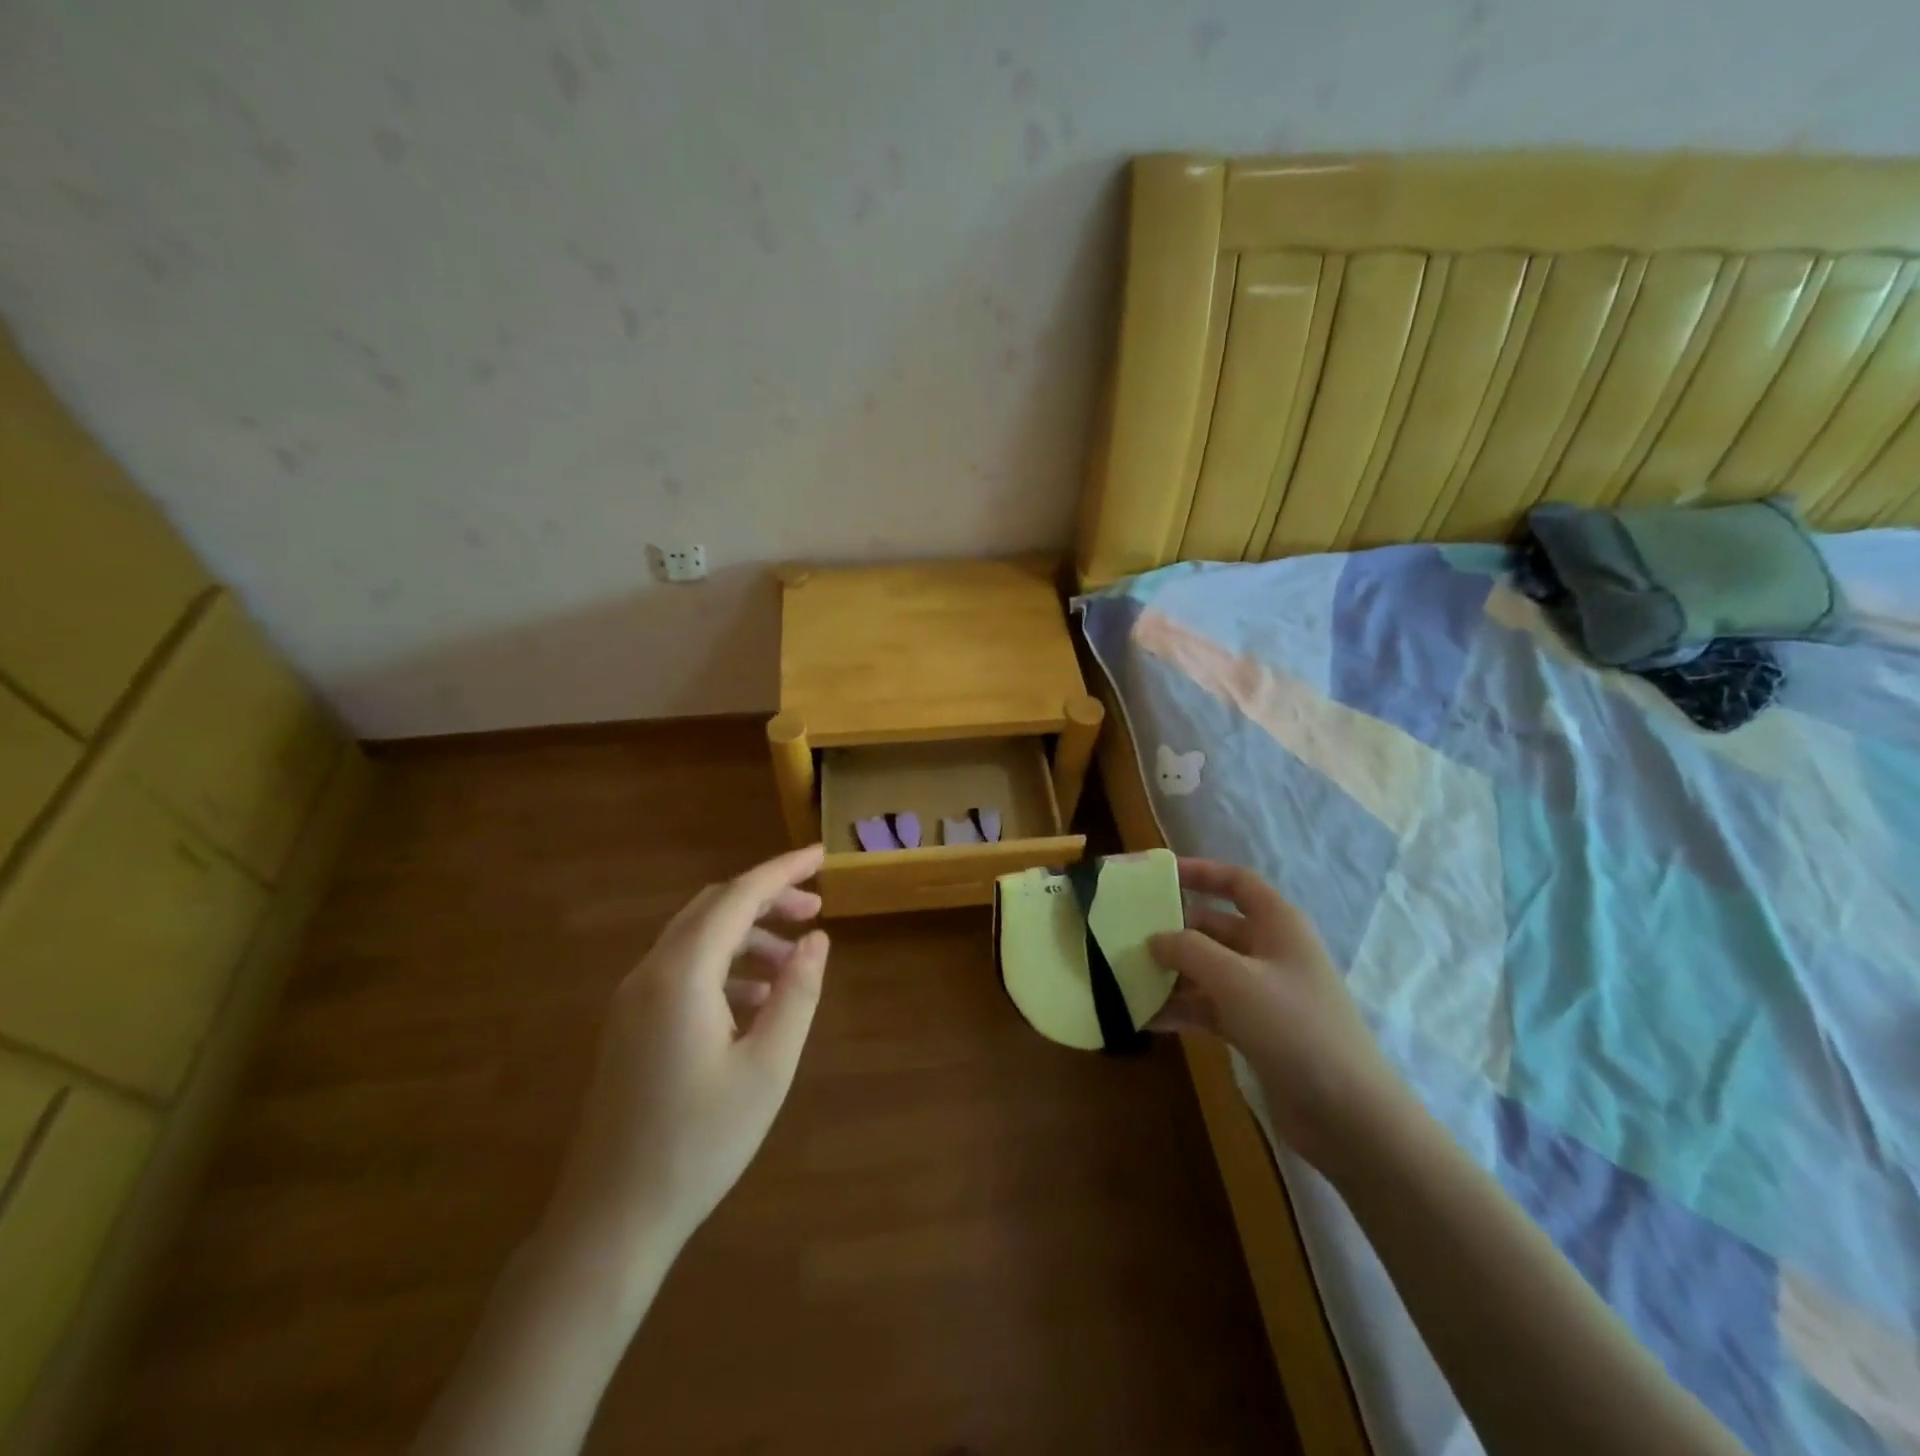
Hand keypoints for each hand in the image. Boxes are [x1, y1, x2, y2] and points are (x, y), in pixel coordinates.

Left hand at [547, 844, 829, 1253]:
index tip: (822, 855)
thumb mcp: (767, 1067)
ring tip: (794, 961)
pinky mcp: (630, 1024)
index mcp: (682, 975)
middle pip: (713, 908)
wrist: (612, 1218)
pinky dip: (724, 966)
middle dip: (767, 899)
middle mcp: (650, 972)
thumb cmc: (700, 1142)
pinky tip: (756, 1000)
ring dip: (747, 935)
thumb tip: (818, 939)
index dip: (783, 870)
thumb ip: (797, 994)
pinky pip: (682, 970)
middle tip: (817, 909)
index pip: (738, 897)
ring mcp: (632, 999)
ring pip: (696, 938)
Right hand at [1149, 859, 1407, 1172]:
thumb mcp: (1235, 979)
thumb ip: (1188, 950)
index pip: (1237, 882)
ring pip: (1207, 969)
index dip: (1200, 872)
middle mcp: (1270, 951)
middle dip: (1173, 930)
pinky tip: (1144, 1018)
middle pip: (1214, 927)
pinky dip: (1181, 1009)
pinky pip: (1209, 1007)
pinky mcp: (1255, 1029)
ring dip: (1171, 973)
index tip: (1158, 875)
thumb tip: (1154, 939)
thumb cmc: (1294, 1028)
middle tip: (1125, 933)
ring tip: (1125, 977)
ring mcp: (1263, 993)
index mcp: (1278, 924)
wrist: (1348, 1115)